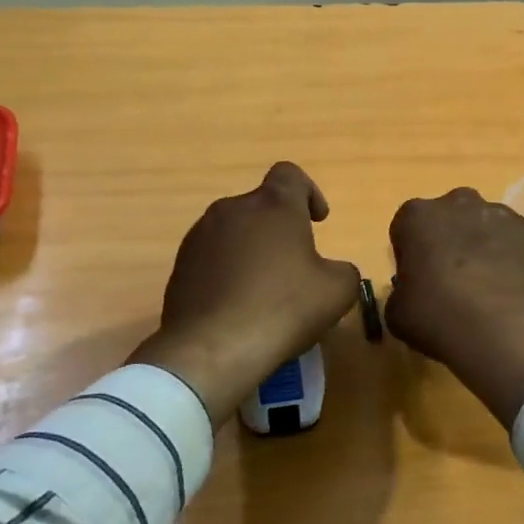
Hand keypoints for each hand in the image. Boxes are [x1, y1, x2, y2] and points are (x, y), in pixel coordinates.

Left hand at [130, 162, 361, 425]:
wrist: (212, 349)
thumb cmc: (283, 308)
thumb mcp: (338, 291)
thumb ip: (344, 270)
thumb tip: (332, 271)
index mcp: (273, 205)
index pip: (290, 174)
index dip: (308, 192)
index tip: (317, 222)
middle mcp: (232, 209)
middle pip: (261, 205)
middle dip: (280, 229)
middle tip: (295, 266)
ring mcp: (199, 237)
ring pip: (234, 232)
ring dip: (252, 250)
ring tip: (265, 290)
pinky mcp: (180, 266)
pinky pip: (212, 259)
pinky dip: (228, 272)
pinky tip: (238, 306)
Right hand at [386, 188, 523, 428]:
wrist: (507, 333)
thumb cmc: (440, 319)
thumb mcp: (397, 313)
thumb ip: (401, 290)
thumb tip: (414, 289)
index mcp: (418, 216)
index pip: (408, 227)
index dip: (412, 253)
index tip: (419, 279)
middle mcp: (461, 202)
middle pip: (451, 217)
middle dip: (451, 240)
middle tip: (453, 281)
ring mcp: (504, 214)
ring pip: (488, 226)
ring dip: (485, 247)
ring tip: (490, 288)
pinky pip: (521, 242)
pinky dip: (518, 259)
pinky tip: (516, 290)